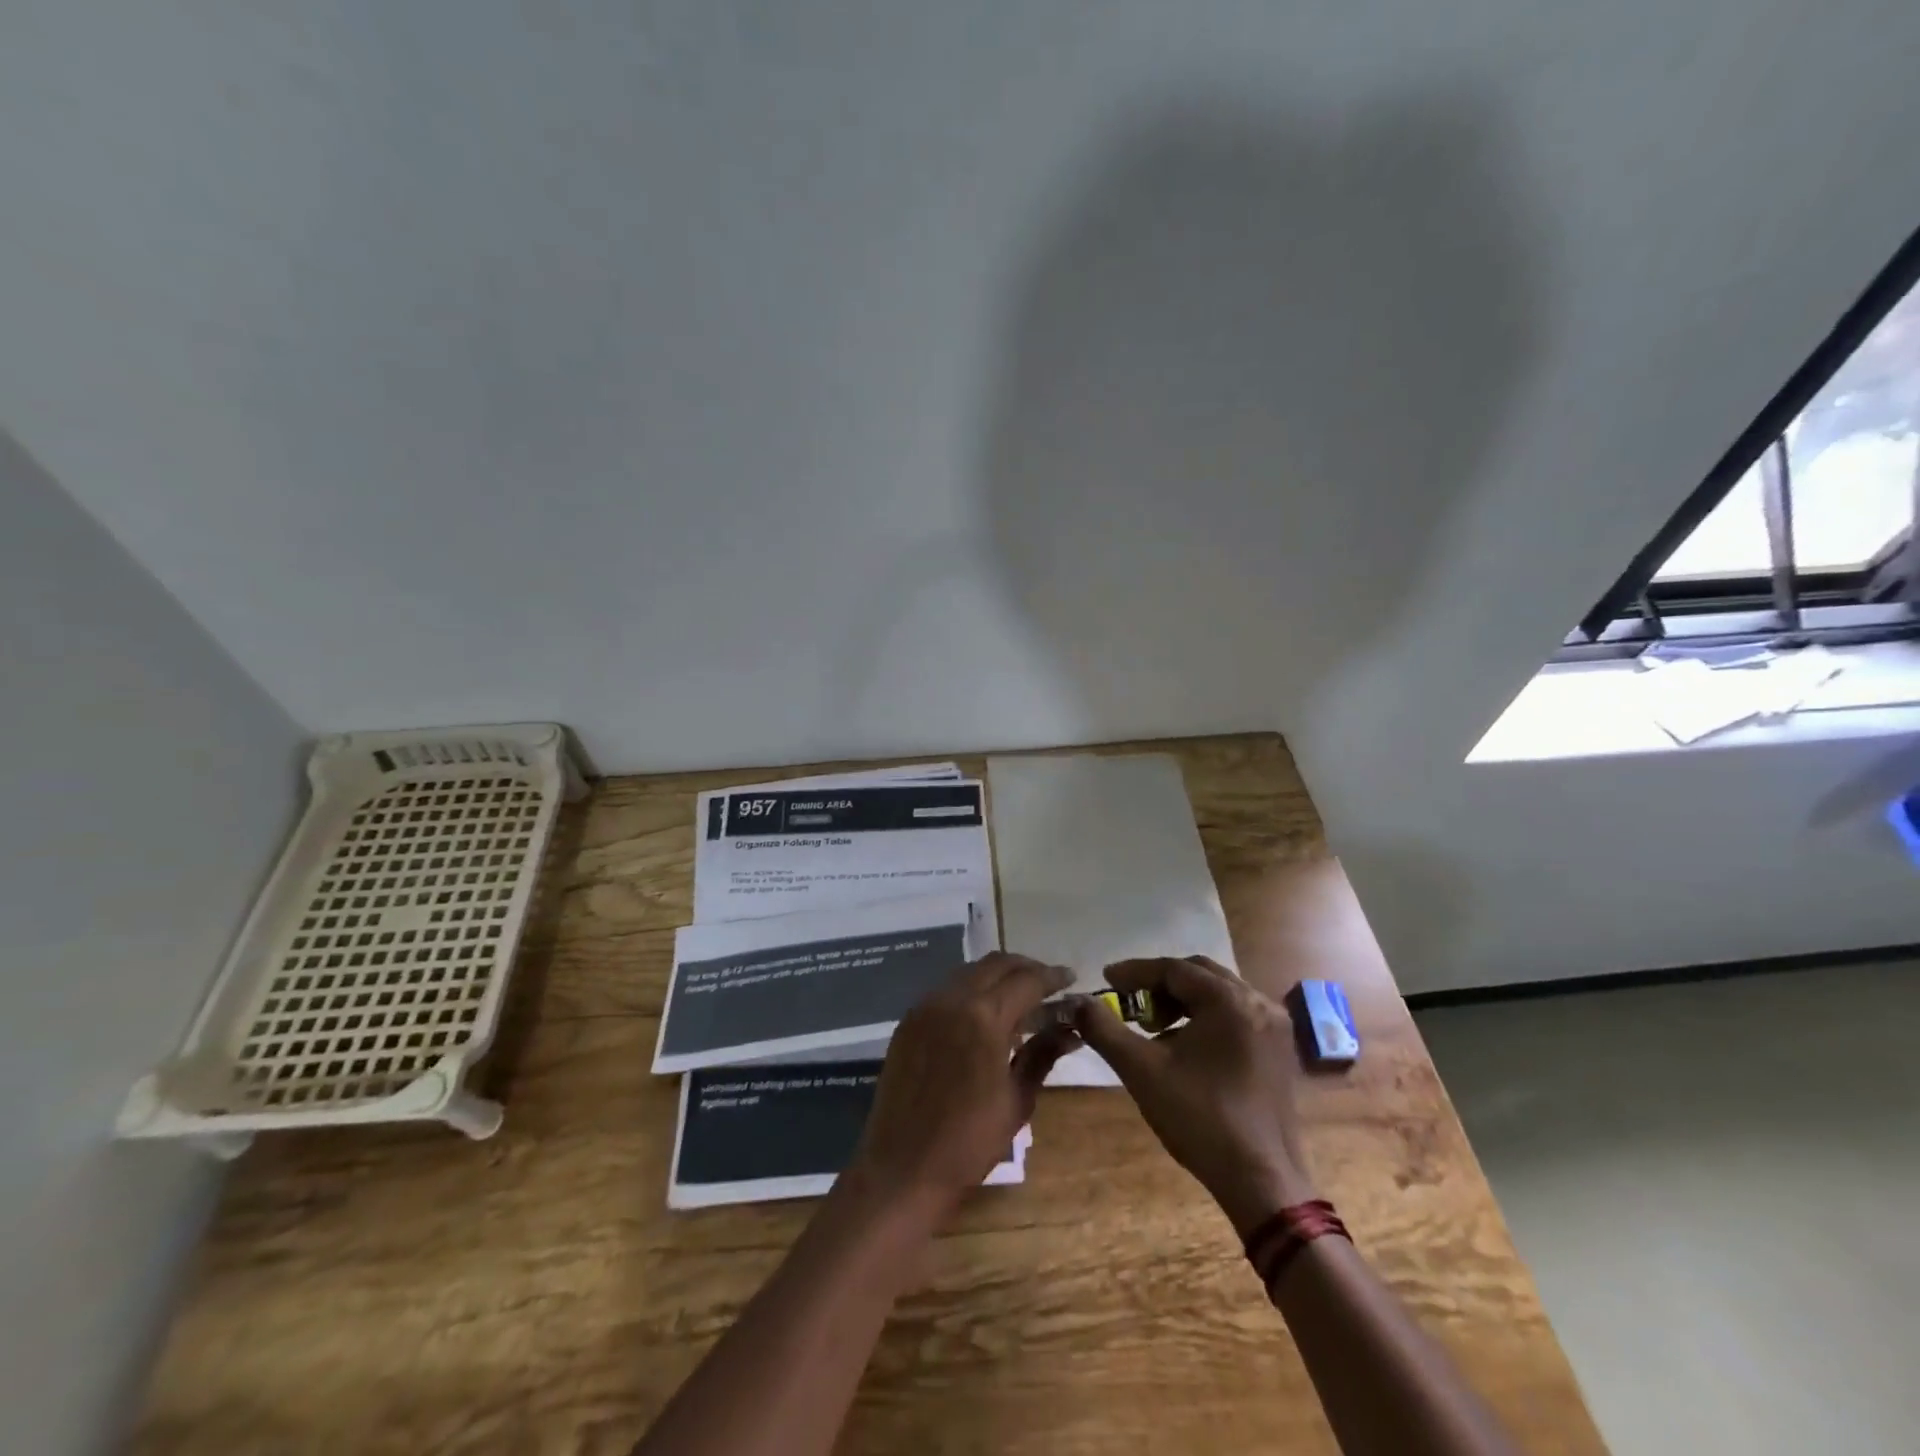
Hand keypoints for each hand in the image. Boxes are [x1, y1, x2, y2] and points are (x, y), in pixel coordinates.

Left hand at [849, 954, 1078, 1220]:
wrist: (902, 1168)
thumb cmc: (969, 1142)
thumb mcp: (1017, 1099)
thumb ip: (1042, 1054)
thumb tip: (1070, 1029)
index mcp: (984, 1017)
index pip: (1026, 980)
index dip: (1052, 977)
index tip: (1071, 978)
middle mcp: (952, 999)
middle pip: (996, 965)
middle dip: (1025, 968)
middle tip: (1048, 984)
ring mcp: (925, 1007)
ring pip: (969, 972)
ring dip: (997, 976)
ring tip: (1020, 997)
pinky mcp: (909, 1020)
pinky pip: (946, 990)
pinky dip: (971, 990)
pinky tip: (984, 1013)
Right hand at [1071, 956, 1317, 1237]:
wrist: (1262, 1183)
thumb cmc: (1200, 1120)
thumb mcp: (1141, 1070)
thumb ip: (1104, 1028)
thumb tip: (1075, 1002)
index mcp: (1229, 1001)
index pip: (1174, 968)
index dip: (1135, 972)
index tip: (1106, 979)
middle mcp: (1258, 1002)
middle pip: (1199, 974)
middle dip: (1160, 984)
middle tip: (1129, 1003)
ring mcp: (1275, 1026)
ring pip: (1218, 993)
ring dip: (1182, 1001)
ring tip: (1154, 1027)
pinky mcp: (1279, 1049)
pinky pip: (1235, 1014)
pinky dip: (1205, 1017)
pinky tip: (1185, 1046)